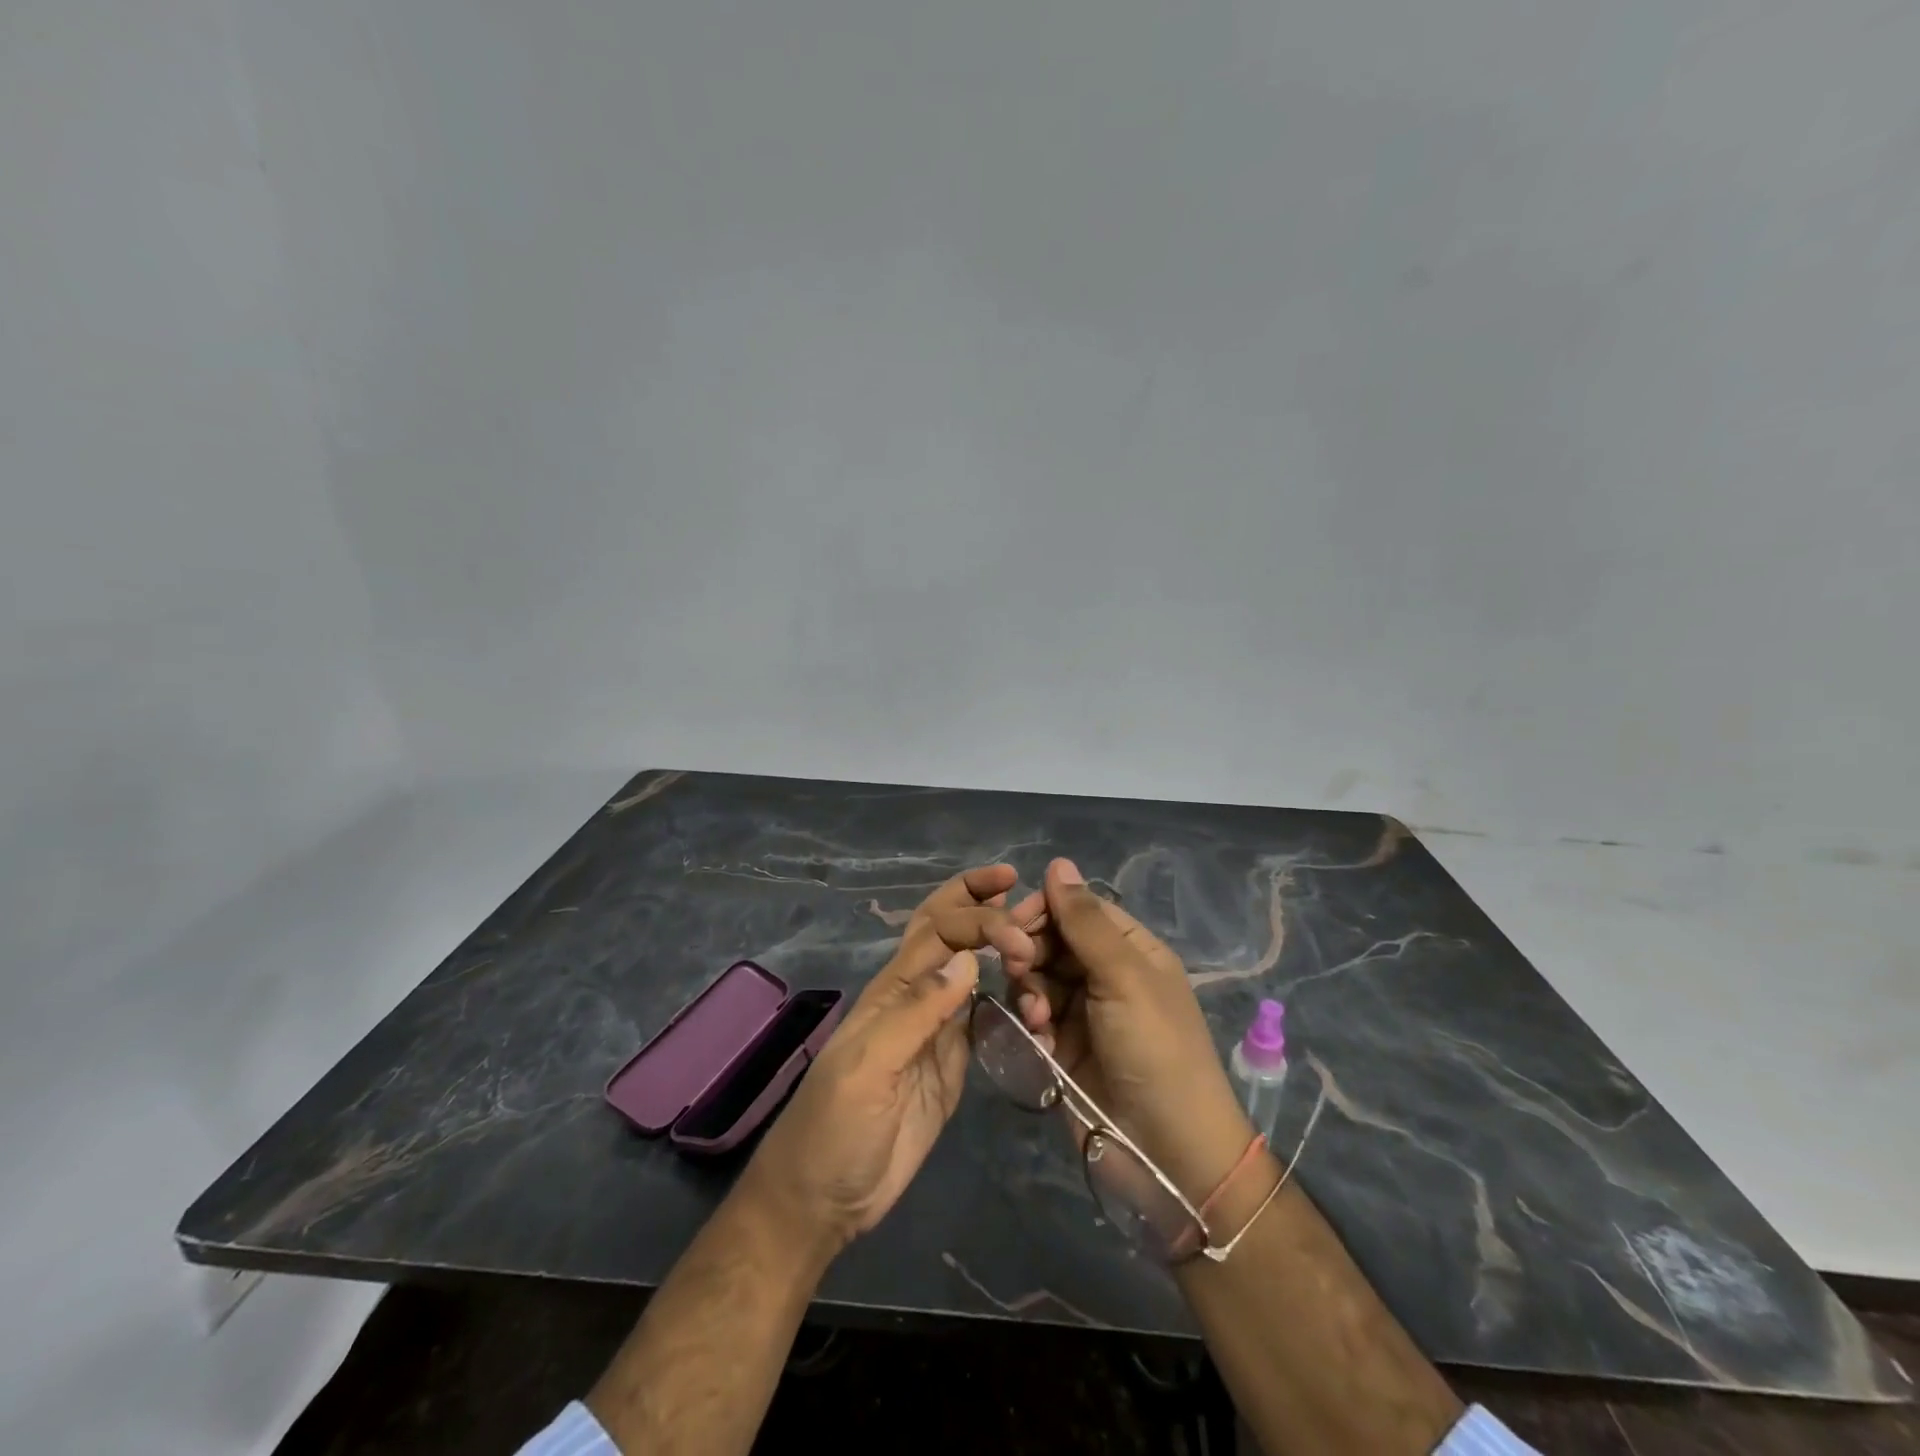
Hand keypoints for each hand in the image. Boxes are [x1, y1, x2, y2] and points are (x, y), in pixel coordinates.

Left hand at [740, 865, 1020, 1251]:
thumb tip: (969, 958)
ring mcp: (935, 1031)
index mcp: (892, 989)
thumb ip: (917, 1013)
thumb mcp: (868, 1067)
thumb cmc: (835, 1129)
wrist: (824, 1200)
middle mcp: (916, 998)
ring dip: (999, 946)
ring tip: (1039, 935)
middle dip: (978, 902)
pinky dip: (1008, 998)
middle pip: (947, 933)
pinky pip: (983, 1019)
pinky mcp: (951, 1064)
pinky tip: (1032, 994)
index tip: (1019, 929)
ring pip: (970, 971)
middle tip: (1022, 886)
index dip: (977, 916)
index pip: (939, 930)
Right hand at [989, 859, 1254, 1201]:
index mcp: (1131, 949)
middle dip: (1030, 950)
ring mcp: (1083, 1012)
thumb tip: (1059, 862)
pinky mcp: (1063, 1047)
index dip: (1045, 909)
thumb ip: (1085, 921)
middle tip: (1018, 966)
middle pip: (1052, 941)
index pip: (1079, 908)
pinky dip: (1031, 1022)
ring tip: (1037, 1016)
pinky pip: (1033, 1016)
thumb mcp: (1125, 977)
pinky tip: (1039, 1039)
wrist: (1167, 1153)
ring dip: (1029, 990)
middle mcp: (1106, 974)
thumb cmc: (1156, 1051)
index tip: (1013, 921)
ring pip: (1036, 977)